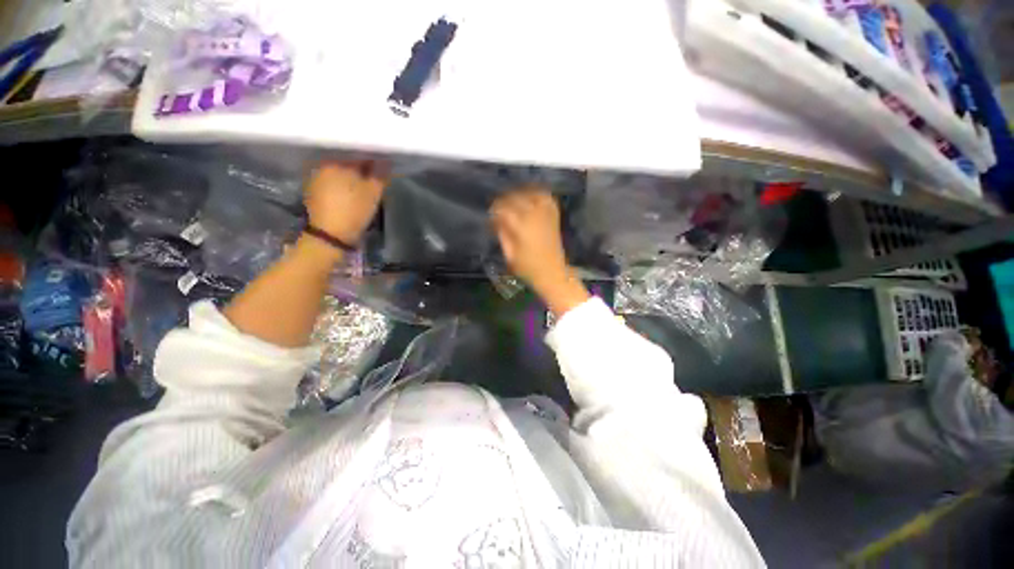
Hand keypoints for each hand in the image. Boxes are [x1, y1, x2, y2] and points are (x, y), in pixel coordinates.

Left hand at [305, 161, 386, 243]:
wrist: (330, 235)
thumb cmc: (354, 210)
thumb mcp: (373, 193)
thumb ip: (380, 175)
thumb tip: (385, 161)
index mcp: (337, 161)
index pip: (358, 153)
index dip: (373, 159)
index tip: (383, 166)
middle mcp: (323, 165)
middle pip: (347, 161)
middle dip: (361, 167)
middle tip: (375, 176)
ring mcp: (316, 179)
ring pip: (339, 172)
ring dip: (351, 176)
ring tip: (364, 184)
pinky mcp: (313, 192)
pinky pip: (332, 182)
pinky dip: (342, 184)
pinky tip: (351, 192)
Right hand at [491, 188, 589, 315]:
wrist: (552, 273)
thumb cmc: (528, 268)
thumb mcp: (509, 255)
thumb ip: (502, 234)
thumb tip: (496, 221)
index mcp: (521, 227)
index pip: (503, 210)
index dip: (495, 210)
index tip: (490, 215)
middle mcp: (534, 216)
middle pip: (516, 198)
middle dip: (504, 201)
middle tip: (498, 209)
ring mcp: (546, 214)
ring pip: (531, 194)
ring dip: (519, 194)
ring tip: (512, 201)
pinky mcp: (554, 216)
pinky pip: (546, 198)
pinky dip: (537, 194)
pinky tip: (530, 197)